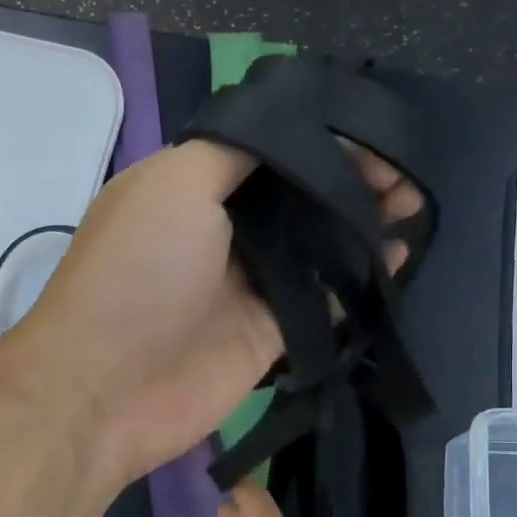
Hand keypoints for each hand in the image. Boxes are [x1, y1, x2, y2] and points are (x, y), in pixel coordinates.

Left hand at [7, 138, 421, 485]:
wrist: (107, 389)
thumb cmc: (136, 274)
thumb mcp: (173, 185)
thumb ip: (234, 150)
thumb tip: (288, 126)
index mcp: (187, 185)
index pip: (265, 146)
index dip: (317, 136)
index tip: (370, 134)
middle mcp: (216, 228)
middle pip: (294, 193)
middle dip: (348, 176)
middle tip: (401, 175)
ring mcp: (242, 283)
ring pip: (314, 243)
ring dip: (360, 222)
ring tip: (410, 207)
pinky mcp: (265, 333)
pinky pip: (322, 300)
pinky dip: (359, 279)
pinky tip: (397, 260)